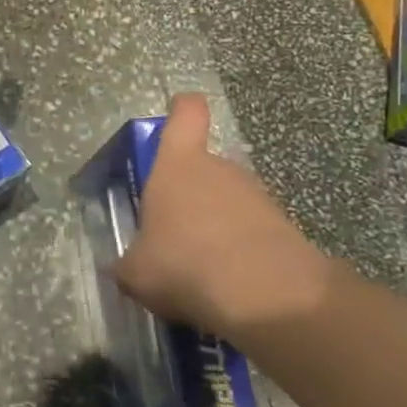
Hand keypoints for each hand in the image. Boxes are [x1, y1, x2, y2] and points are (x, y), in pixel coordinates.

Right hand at [115, 94, 342, 340]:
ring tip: (201, 268)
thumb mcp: (137, 272)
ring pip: (229, 201)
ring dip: (216, 225)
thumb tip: (122, 268)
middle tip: (174, 234)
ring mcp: (256, 196)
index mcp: (178, 165)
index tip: (177, 112)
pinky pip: (253, 232)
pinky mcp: (284, 227)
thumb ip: (128, 264)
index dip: (182, 109)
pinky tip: (230, 285)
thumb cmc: (185, 264)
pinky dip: (241, 252)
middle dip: (190, 194)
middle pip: (204, 166)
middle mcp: (219, 169)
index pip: (186, 114)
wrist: (267, 296)